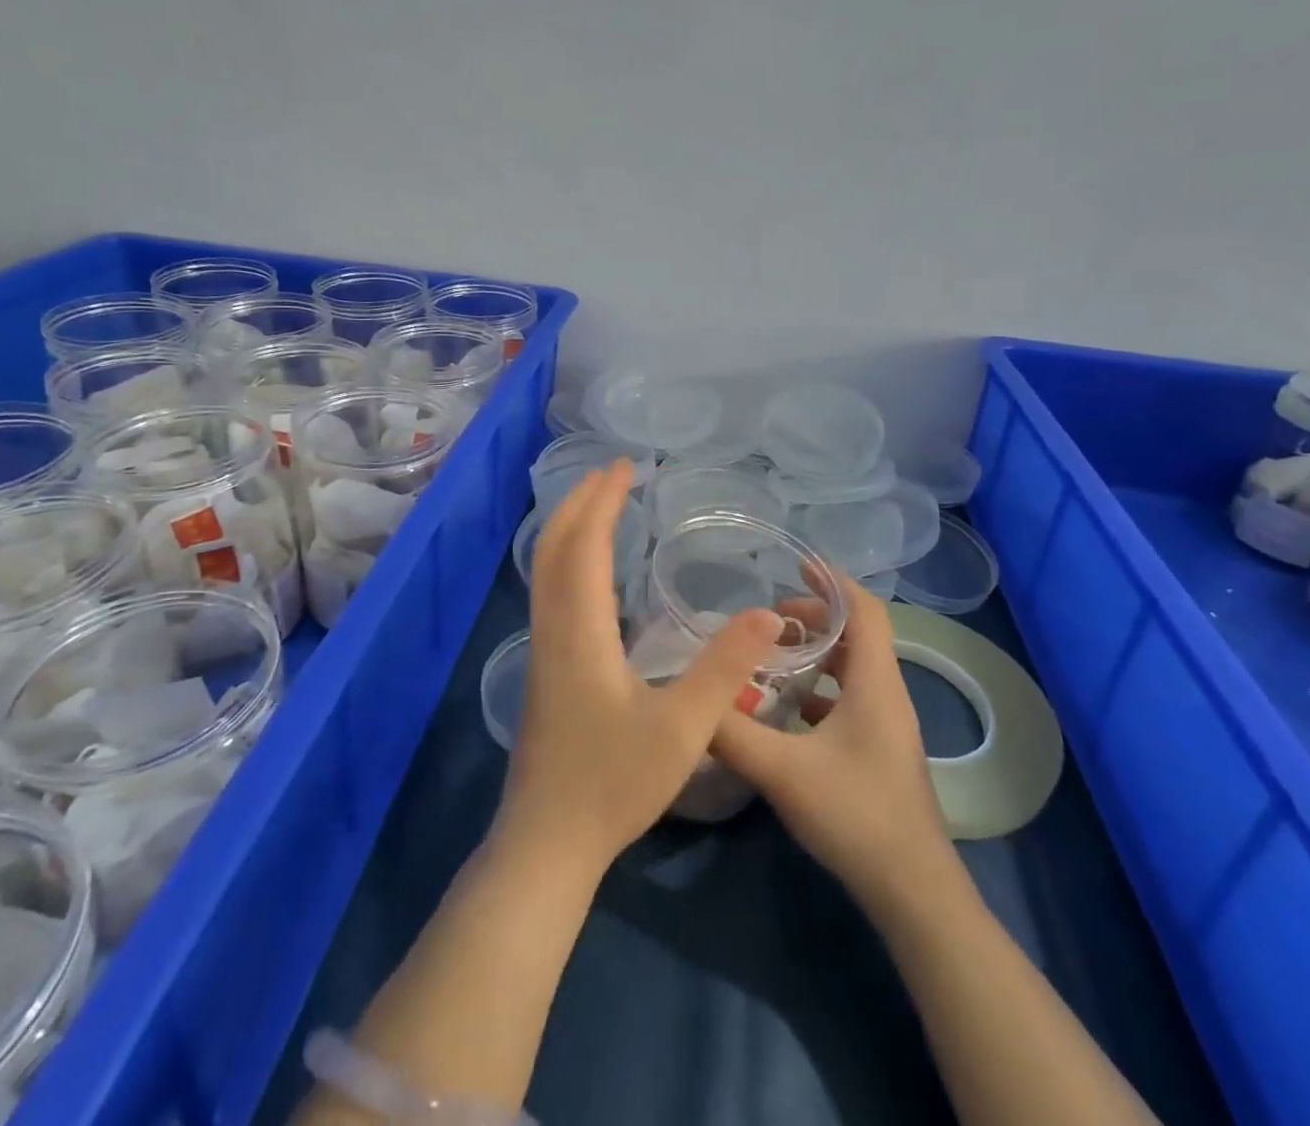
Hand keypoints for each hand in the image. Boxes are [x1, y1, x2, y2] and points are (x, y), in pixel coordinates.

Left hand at [497, 459, 782, 878]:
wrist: (546, 843)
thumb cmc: (613, 784)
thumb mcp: (683, 728)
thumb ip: (724, 668)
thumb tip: (766, 614)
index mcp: (581, 630)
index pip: (586, 545)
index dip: (603, 500)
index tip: (626, 467)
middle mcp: (553, 628)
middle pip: (555, 547)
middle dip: (581, 502)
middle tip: (614, 474)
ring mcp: (543, 649)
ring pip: (547, 570)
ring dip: (572, 529)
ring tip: (604, 507)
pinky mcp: (545, 669)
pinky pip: (552, 593)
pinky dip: (570, 561)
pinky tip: (597, 575)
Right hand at [711, 574, 955, 908]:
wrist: (913, 892)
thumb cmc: (856, 815)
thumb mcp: (782, 770)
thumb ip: (731, 732)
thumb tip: (691, 699)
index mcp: (875, 684)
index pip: (864, 610)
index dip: (833, 581)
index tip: (795, 567)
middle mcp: (886, 695)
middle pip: (857, 635)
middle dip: (814, 619)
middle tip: (768, 623)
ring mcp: (886, 726)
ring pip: (852, 670)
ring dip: (816, 655)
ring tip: (770, 658)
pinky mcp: (879, 752)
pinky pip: (848, 701)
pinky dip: (818, 691)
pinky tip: (784, 712)